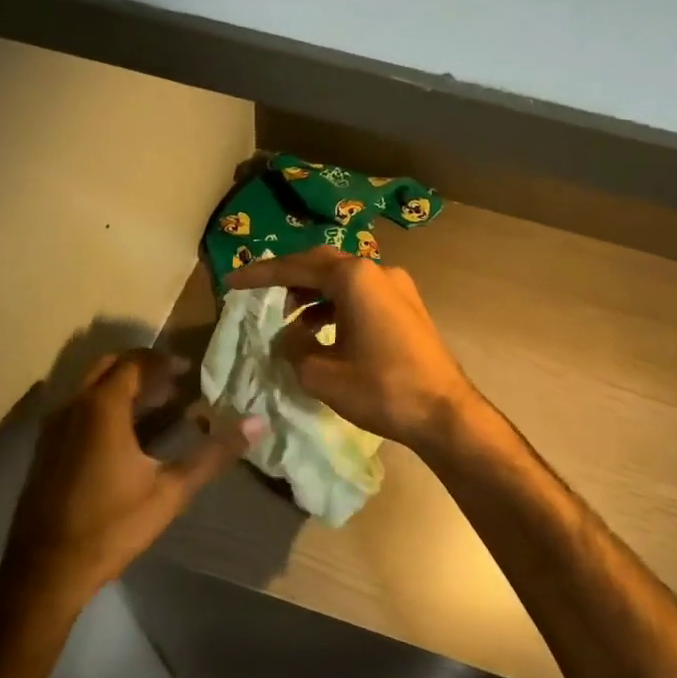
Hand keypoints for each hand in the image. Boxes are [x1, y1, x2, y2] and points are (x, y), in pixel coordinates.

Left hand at [1, 349, 260, 608]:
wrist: (46, 569)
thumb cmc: (112, 525)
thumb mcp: (171, 491)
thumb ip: (213, 454)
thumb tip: (257, 424)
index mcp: (102, 408)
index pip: (134, 363)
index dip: (163, 361)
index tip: (189, 370)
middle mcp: (73, 406)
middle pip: (108, 367)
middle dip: (142, 368)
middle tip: (174, 381)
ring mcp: (54, 427)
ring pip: (90, 388)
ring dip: (122, 387)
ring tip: (157, 403)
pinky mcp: (46, 448)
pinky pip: (78, 408)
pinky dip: (104, 405)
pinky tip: (126, 435)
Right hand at [225, 248, 477, 451]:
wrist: (444, 413)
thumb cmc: (382, 389)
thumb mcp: (322, 374)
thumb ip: (293, 349)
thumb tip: (287, 338)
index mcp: (355, 278)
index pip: (296, 267)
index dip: (260, 274)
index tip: (232, 281)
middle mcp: (377, 271)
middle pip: (321, 264)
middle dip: (288, 278)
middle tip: (260, 293)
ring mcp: (397, 287)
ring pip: (343, 279)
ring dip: (313, 293)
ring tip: (289, 320)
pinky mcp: (407, 306)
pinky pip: (361, 295)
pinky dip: (336, 305)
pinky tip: (321, 330)